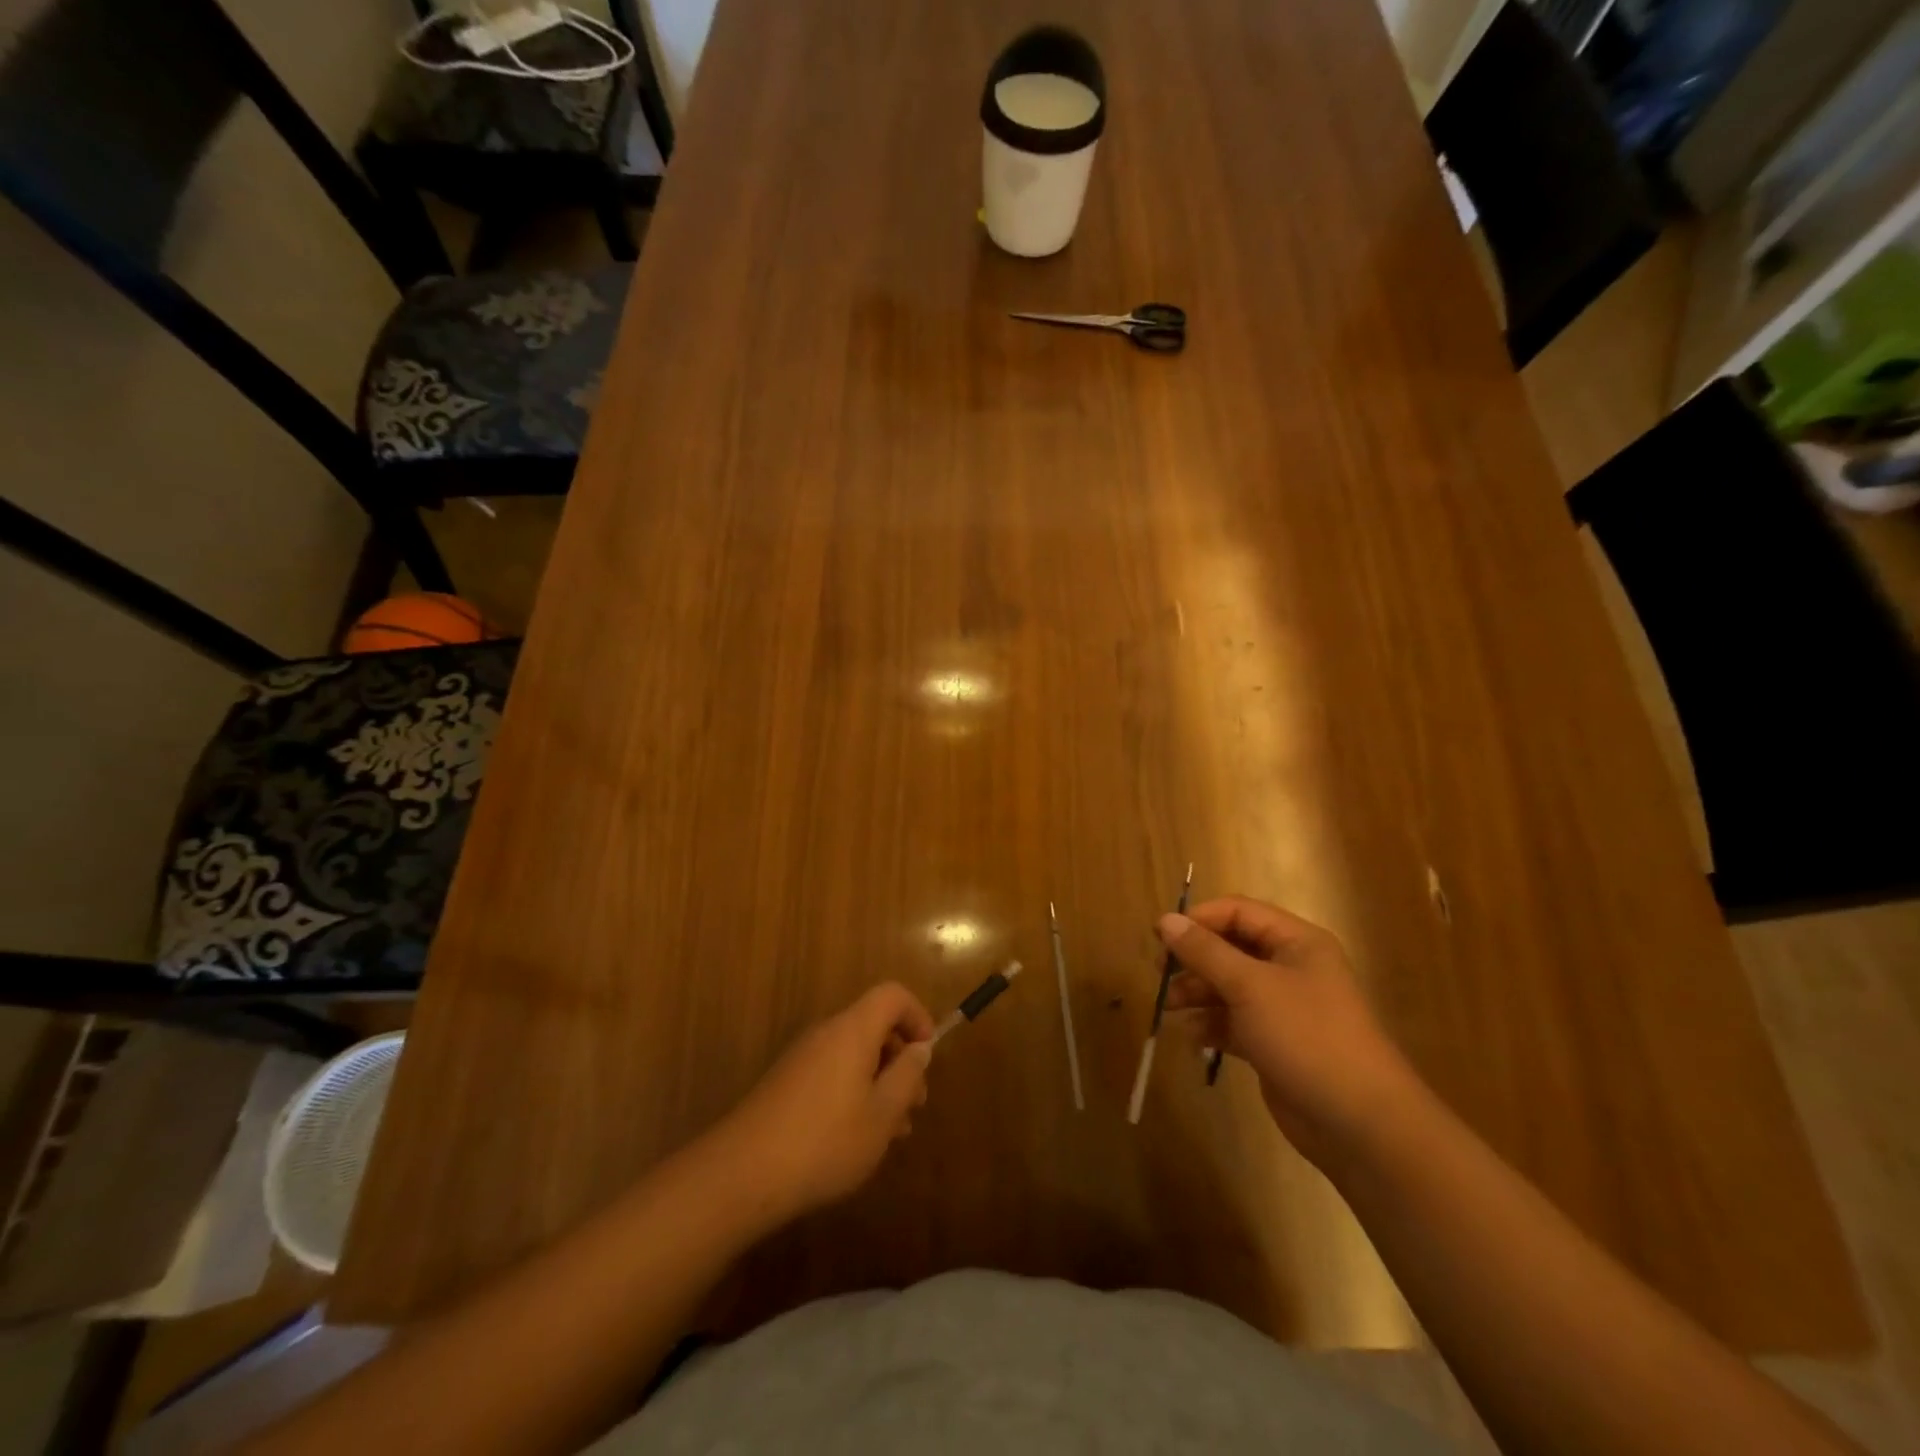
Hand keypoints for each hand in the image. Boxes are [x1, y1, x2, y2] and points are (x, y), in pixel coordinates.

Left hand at [717, 983, 935, 1224]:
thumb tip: (919, 1049)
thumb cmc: (825, 1141)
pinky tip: (856, 1138)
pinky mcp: (786, 1083)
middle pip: (873, 1026)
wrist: (742, 1174)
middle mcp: (826, 1033)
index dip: (917, 1016)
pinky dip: (854, 1092)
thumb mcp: (882, 1115)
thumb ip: (906, 1076)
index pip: (892, 995)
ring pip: (854, 1055)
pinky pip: (832, 1072)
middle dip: (901, 1060)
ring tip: (891, 1132)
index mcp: (852, 1030)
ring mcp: (802, 1058)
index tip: (927, 1056)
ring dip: (879, 1082)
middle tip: (914, 1106)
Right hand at [1161, 897, 1416, 1165]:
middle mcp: (1290, 968)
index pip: (1239, 912)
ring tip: (1169, 1007)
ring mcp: (1283, 1008)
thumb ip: (1205, 951)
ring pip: (1228, 986)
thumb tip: (1165, 920)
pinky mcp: (1274, 1043)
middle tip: (1160, 973)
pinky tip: (1192, 1037)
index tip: (1161, 936)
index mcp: (1297, 942)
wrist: (1359, 1123)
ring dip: (1197, 993)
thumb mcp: (1250, 986)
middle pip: (1231, 948)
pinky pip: (1234, 1022)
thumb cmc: (1306, 1036)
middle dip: (1194, 959)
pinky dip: (1211, 1025)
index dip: (1199, 919)